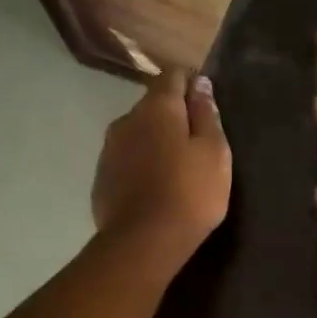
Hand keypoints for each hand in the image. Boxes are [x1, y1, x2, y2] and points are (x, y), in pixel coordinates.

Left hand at [92, 69, 231, 266]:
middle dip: (173, 116)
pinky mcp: (102, 177)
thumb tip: (199, 83)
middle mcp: (127, 120)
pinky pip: (127, 160)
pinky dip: (142, 164)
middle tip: (197, 141)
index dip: (190, 82)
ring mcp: (110, 149)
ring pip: (137, 133)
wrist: (144, 241)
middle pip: (153, 106)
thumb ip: (206, 114)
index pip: (172, 76)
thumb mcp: (214, 152)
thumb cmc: (190, 192)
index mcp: (157, 108)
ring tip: (177, 166)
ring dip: (155, 141)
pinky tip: (156, 186)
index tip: (206, 101)